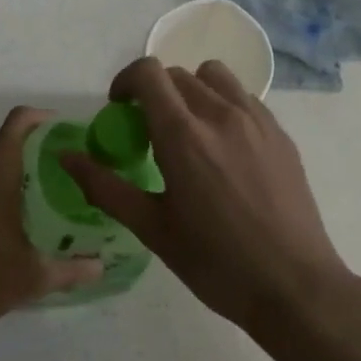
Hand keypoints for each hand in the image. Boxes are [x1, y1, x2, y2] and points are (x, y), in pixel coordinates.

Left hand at [0, 106, 101, 335]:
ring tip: (69, 193)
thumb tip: (102, 265)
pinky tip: (37, 219)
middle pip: (16, 141)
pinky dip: (16, 190)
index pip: (20, 121)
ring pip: (4, 166)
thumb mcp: (31, 277)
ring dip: (33, 172)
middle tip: (84, 168)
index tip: (76, 134)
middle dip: (49, 149)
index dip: (48, 118)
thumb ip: (71, 269)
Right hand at [60, 57, 360, 335]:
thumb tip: (66, 157)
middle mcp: (221, 115)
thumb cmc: (215, 262)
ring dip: (191, 91)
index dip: (125, 81)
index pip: (148, 73)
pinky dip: (223, 106)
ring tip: (189, 131)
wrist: (294, 286)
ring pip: (215, 77)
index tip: (119, 109)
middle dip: (154, 92)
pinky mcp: (281, 134)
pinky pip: (244, 98)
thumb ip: (105, 186)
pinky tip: (224, 149)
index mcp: (183, 136)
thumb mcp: (152, 228)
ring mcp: (257, 121)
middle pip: (178, 75)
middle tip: (149, 132)